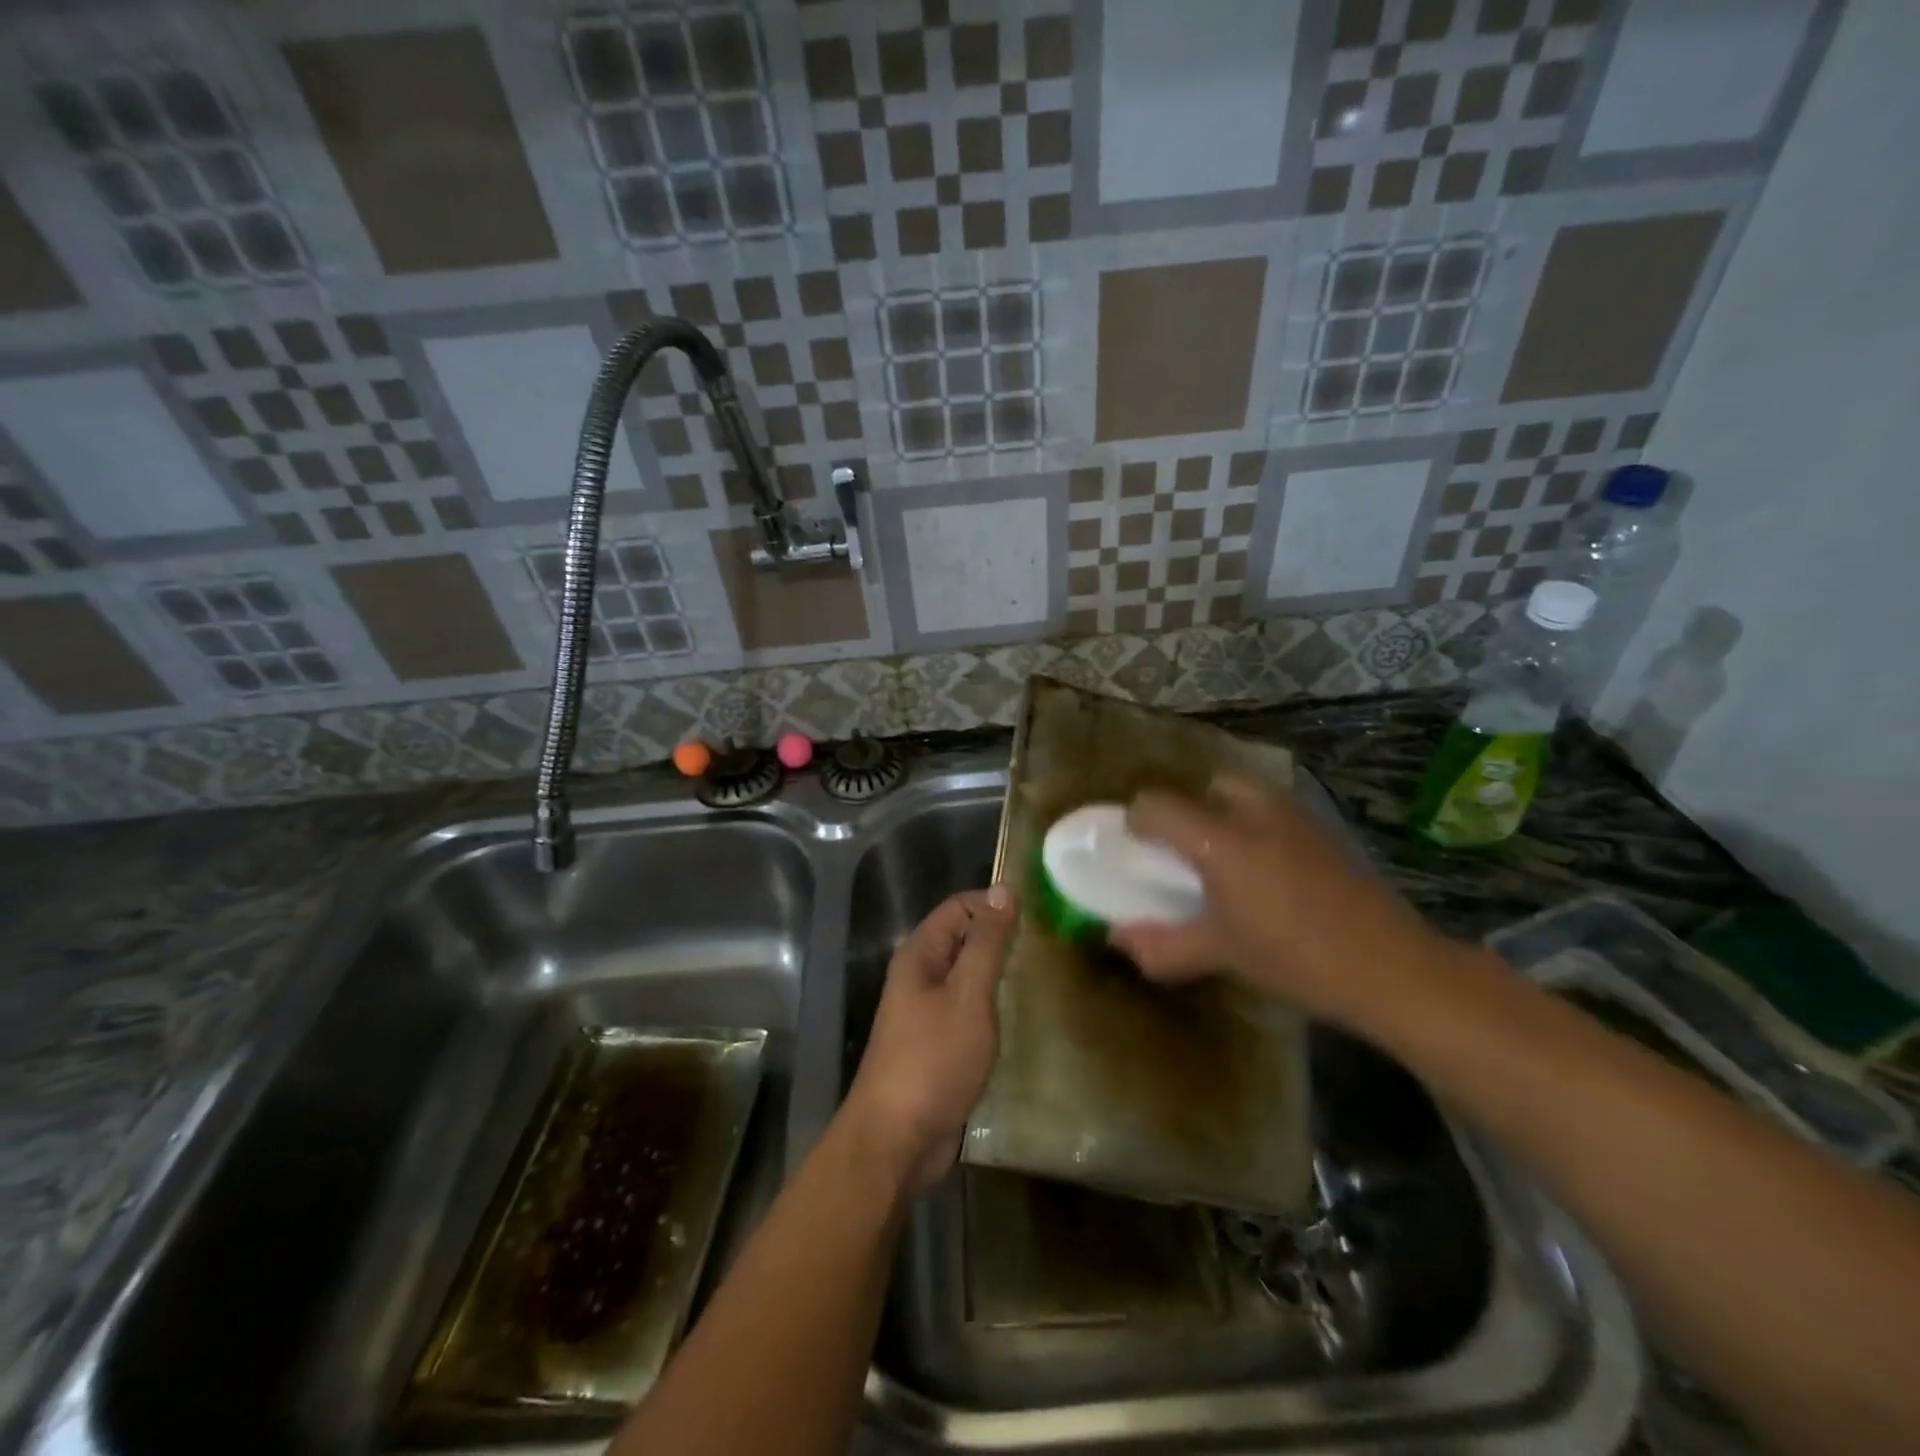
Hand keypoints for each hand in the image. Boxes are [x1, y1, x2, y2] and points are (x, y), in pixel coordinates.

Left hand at [843, 886, 1017, 1192]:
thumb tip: (1003, 890)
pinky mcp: (940, 1043)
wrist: (897, 1139)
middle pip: (964, 939)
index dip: (995, 904)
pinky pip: (970, 1010)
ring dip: (1001, 974)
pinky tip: (1025, 1015)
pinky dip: (994, 1007)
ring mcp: (928, 1011)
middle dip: (1002, 938)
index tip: (1040, 914)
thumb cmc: (933, 1059)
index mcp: (920, 954)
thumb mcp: (968, 995)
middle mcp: (920, 975)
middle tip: (1051, 945)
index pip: (960, 907)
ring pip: (969, 976)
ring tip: (1046, 975)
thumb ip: (986, 943)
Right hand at [1112, 777, 1451, 1031]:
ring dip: (1228, 814)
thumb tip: (1118, 940)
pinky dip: (1261, 826)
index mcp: (1219, 839)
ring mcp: (1297, 815)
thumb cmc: (1295, 959)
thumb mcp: (1220, 955)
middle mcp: (1255, 812)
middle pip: (1208, 785)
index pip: (1156, 804)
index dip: (1136, 822)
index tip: (1138, 851)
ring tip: (1231, 862)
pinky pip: (1279, 811)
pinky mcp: (1328, 829)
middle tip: (1190, 854)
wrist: (1392, 967)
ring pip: (1248, 793)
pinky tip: (1274, 873)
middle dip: (1191, 810)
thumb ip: (1162, 944)